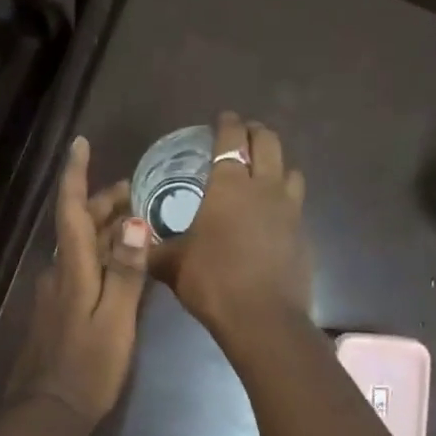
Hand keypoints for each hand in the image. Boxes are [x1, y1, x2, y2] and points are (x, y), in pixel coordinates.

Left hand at [7, 136, 150, 427]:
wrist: (47, 411)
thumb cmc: (87, 367)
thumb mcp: (115, 321)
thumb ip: (125, 272)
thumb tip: (133, 222)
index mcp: (71, 269)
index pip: (71, 210)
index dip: (75, 175)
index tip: (80, 143)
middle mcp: (58, 271)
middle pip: (79, 225)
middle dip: (105, 202)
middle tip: (140, 190)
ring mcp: (55, 291)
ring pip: (81, 247)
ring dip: (106, 229)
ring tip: (139, 220)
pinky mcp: (58, 310)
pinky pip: (81, 269)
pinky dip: (102, 256)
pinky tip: (124, 264)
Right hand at [148, 112, 310, 342]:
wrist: (262, 318)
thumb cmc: (211, 281)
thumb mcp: (171, 264)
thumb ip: (153, 248)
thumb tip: (132, 242)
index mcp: (228, 187)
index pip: (231, 140)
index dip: (227, 124)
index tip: (222, 117)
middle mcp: (263, 189)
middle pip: (269, 143)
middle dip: (256, 132)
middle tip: (244, 133)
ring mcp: (289, 210)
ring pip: (290, 170)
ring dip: (277, 163)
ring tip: (263, 170)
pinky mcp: (303, 234)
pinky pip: (296, 203)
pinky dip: (285, 197)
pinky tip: (272, 214)